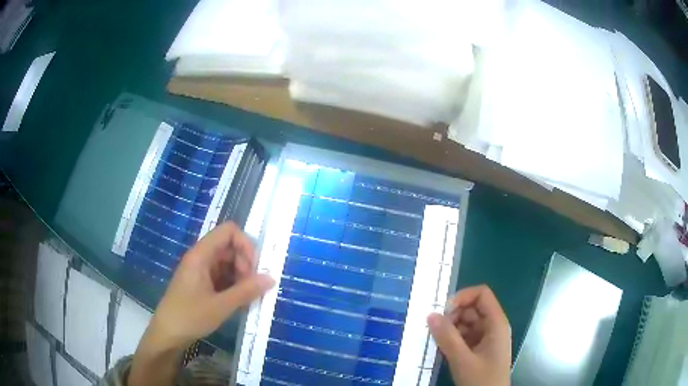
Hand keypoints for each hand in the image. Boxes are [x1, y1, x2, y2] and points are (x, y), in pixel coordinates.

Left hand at [149, 222, 274, 349]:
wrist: (168, 333)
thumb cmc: (190, 316)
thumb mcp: (221, 306)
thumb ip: (246, 291)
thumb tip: (271, 278)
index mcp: (201, 255)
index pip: (228, 231)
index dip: (245, 244)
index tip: (254, 268)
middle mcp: (201, 258)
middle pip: (229, 247)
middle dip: (245, 264)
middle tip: (252, 287)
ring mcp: (200, 271)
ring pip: (227, 263)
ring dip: (241, 277)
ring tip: (247, 298)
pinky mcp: (201, 283)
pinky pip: (222, 276)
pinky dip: (233, 286)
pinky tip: (239, 302)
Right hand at [428, 285, 510, 385]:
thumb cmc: (482, 380)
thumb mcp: (463, 360)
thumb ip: (447, 337)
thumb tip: (430, 314)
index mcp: (496, 323)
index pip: (482, 295)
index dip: (463, 297)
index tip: (444, 311)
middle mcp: (493, 327)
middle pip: (472, 308)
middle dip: (453, 315)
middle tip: (435, 330)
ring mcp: (486, 339)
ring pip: (466, 323)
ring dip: (450, 328)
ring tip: (437, 341)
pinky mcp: (479, 350)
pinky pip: (464, 337)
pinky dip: (452, 339)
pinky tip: (442, 349)